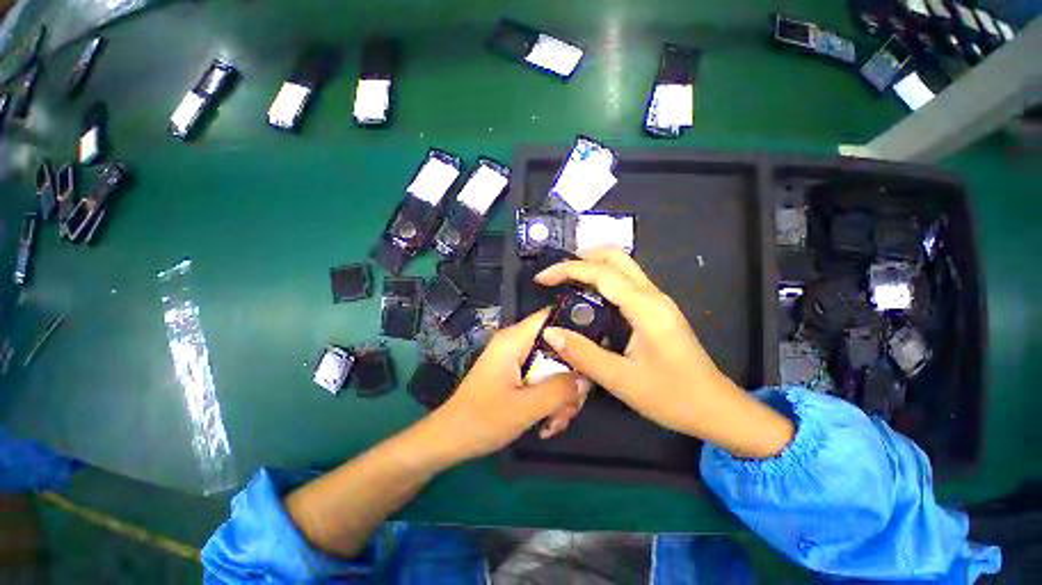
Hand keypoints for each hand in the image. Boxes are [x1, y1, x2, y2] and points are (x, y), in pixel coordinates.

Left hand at [426, 309, 587, 461]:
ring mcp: (517, 360)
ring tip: (555, 423)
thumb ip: (559, 389)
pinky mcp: (517, 375)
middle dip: (570, 378)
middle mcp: (517, 344)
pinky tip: (547, 423)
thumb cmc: (482, 420)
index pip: (552, 316)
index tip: (595, 352)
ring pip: (554, 367)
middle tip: (570, 408)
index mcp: (514, 339)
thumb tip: (586, 377)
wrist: (450, 440)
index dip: (577, 327)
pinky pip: (544, 379)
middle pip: (559, 347)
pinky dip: (551, 399)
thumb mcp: (525, 407)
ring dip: (562, 395)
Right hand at [534, 248, 792, 458]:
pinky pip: (626, 282)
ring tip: (566, 284)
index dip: (567, 269)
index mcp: (645, 307)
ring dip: (592, 267)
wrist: (716, 408)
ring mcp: (657, 300)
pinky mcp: (656, 310)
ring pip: (622, 266)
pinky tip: (589, 299)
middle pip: (615, 256)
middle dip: (581, 258)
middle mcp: (652, 295)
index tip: (542, 278)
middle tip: (556, 276)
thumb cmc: (673, 397)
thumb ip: (583, 354)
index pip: (601, 273)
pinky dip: (602, 281)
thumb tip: (550, 333)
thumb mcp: (622, 380)